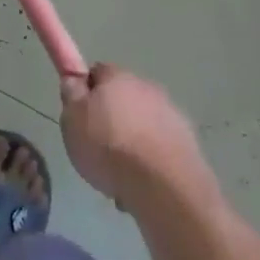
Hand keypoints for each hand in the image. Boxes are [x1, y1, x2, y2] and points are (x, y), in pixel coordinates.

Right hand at [60, 63, 211, 209]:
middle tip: (98, 148)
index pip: (97, 72)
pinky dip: (152, 160)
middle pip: (123, 99)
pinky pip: (161, 146)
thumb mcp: (73, 120)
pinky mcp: (188, 142)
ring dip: (134, 140)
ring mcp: (171, 114)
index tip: (81, 117)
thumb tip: (74, 80)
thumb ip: (71, 96)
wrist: (164, 186)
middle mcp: (147, 87)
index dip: (87, 93)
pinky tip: (143, 184)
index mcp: (117, 77)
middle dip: (112, 118)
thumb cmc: (109, 148)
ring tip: (121, 174)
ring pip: (144, 124)